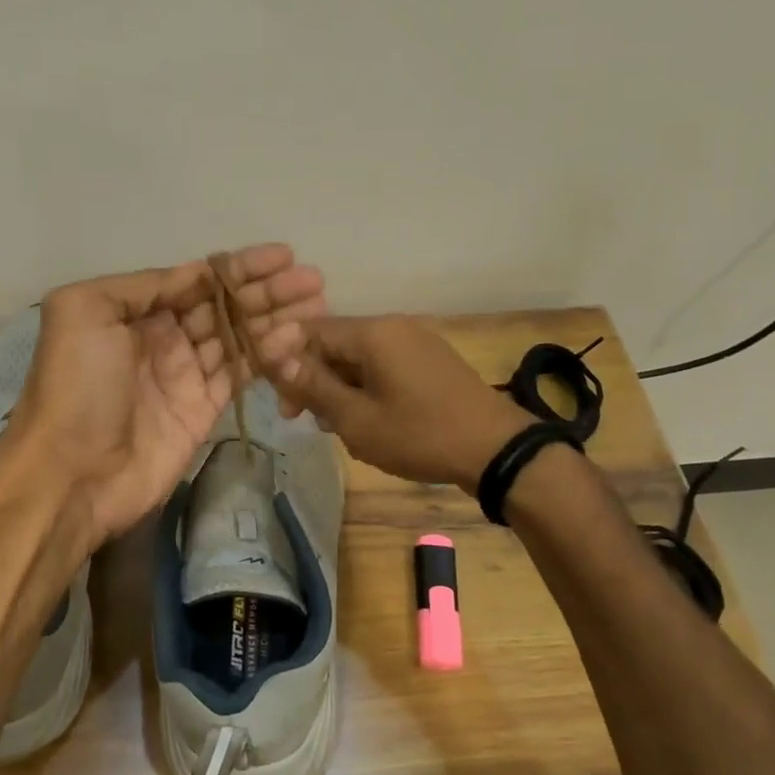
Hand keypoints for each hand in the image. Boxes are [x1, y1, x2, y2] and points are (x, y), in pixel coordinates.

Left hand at [4, 244, 326, 544]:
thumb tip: (197, 273)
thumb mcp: (87, 311)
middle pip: (224, 306)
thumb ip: (144, 285)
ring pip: (239, 338)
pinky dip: (268, 356)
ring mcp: (185, 376)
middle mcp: (162, 338)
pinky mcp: (203, 410)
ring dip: (276, 319)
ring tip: (318, 305)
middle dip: (267, 291)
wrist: (73, 474)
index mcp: (133, 311)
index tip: (283, 256)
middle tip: (314, 280)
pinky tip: (295, 338)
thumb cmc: (76, 386)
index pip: (196, 280)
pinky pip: (241, 374)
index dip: (239, 267)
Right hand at [270, 316, 530, 491]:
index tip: (282, 401)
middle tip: (302, 419)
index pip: (311, 332)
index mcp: (373, 333)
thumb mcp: (357, 419)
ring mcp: (416, 342)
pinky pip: (384, 366)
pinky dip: (365, 388)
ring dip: (338, 387)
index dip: (286, 362)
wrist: (495, 448)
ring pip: (359, 358)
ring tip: (336, 426)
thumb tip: (279, 361)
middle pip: (335, 344)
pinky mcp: (431, 361)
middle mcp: (394, 326)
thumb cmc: (419, 434)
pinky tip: (366, 420)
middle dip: (313, 379)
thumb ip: (315, 387)